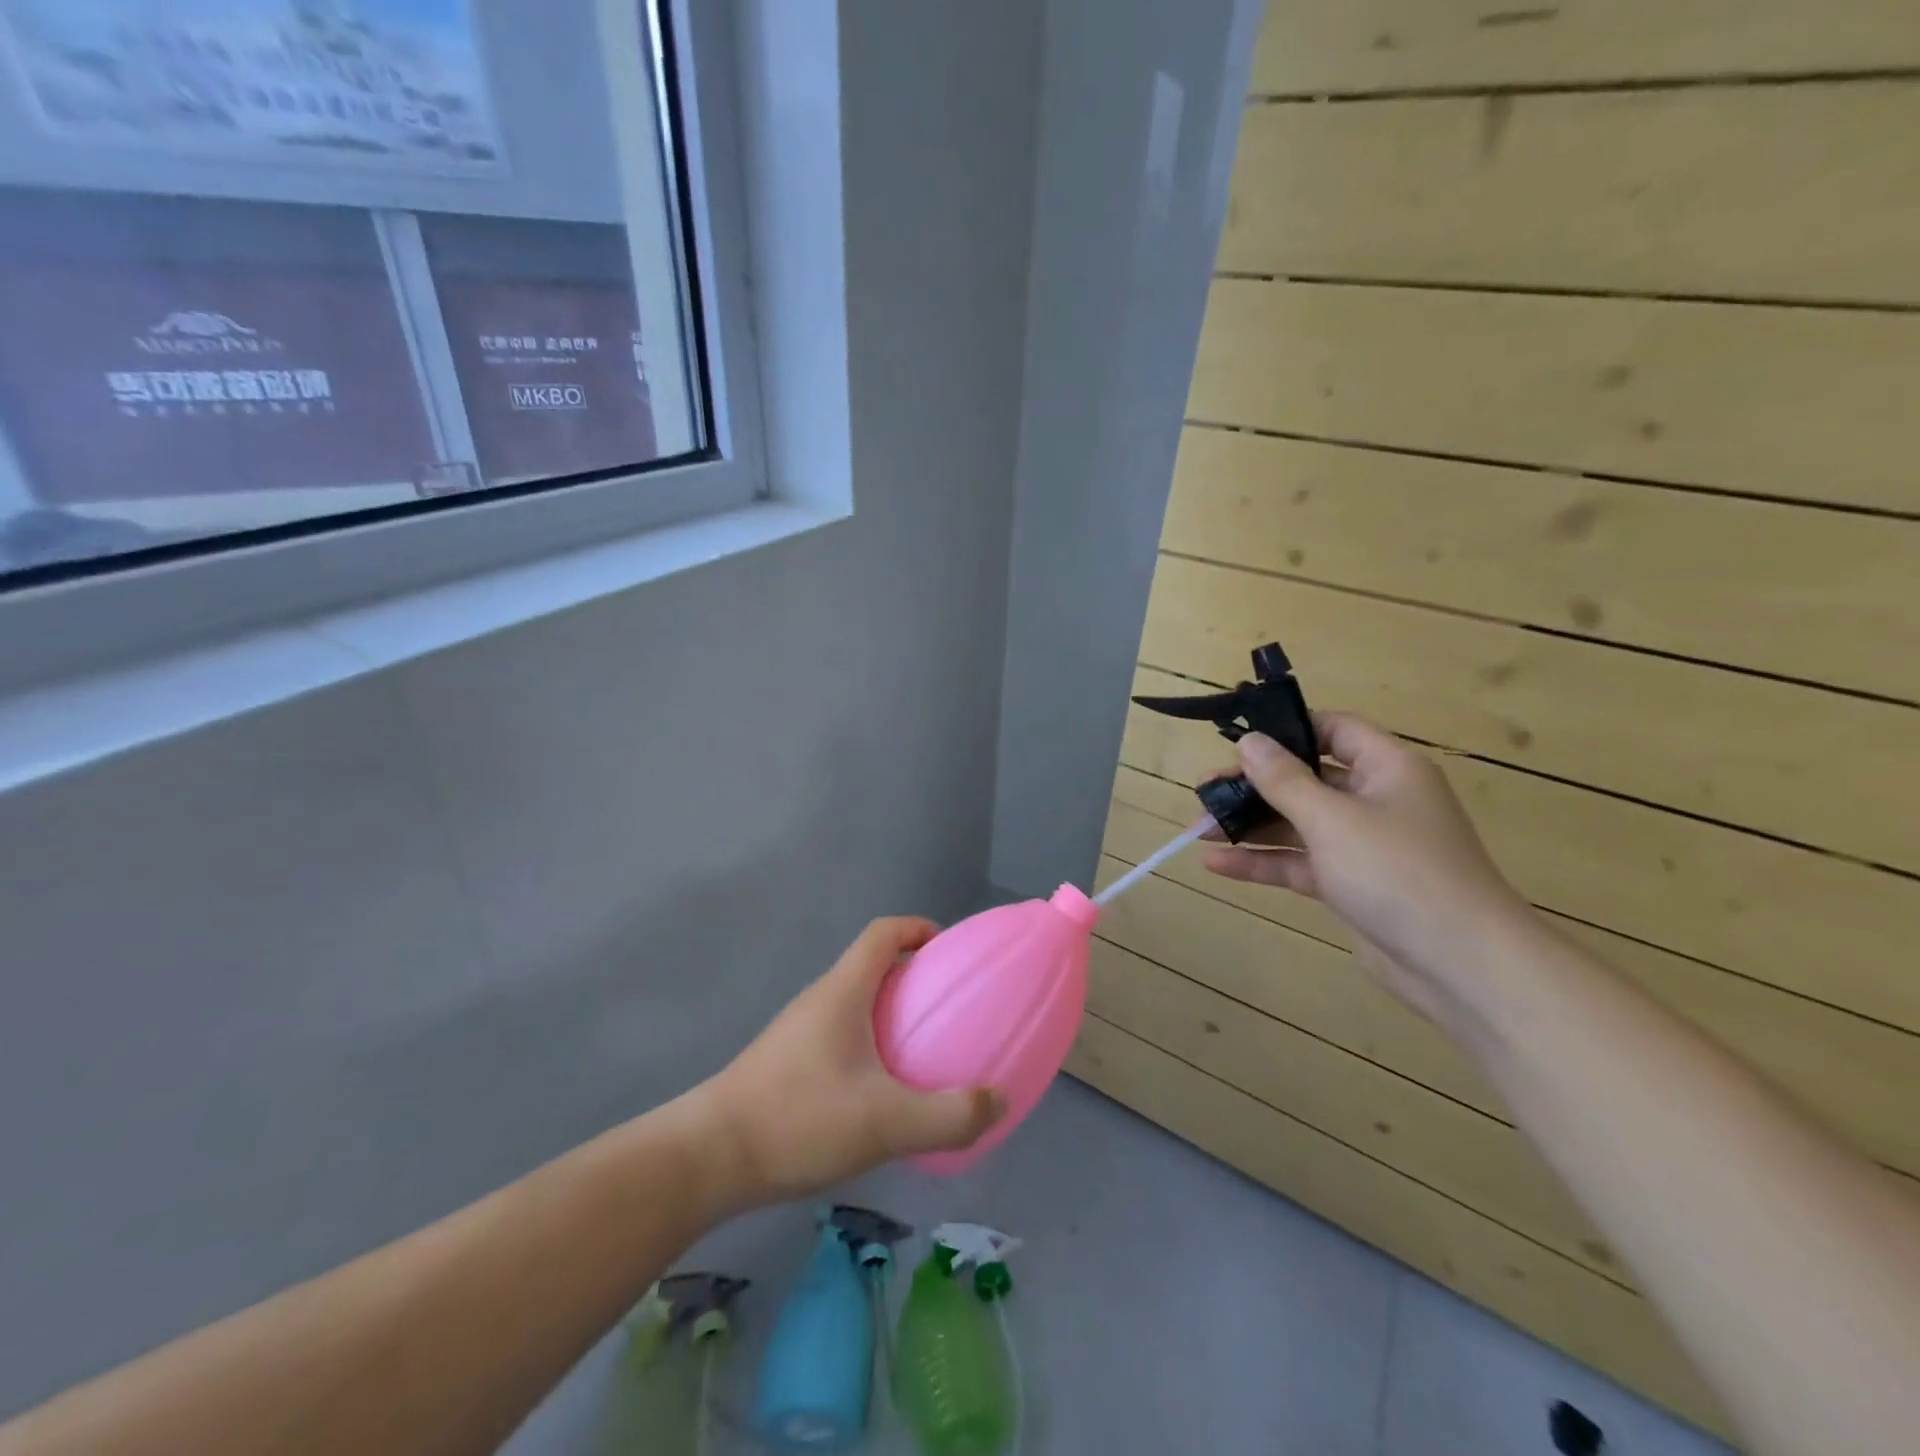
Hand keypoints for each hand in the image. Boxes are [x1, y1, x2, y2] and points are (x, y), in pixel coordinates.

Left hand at [695, 918, 1005, 1207]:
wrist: (708, 1158)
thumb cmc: (799, 1119)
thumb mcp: (885, 1122)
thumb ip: (948, 1115)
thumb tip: (998, 1099)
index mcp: (843, 991)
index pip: (883, 932)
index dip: (919, 929)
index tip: (950, 952)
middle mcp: (820, 1000)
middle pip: (872, 966)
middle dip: (914, 978)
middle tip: (949, 1010)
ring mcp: (799, 1031)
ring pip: (855, 1004)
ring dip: (891, 1015)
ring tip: (924, 1052)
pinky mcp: (787, 1062)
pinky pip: (840, 1035)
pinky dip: (870, 1045)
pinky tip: (881, 1093)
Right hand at [1200, 715, 1532, 1025]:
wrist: (1461, 965)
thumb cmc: (1398, 872)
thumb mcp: (1332, 819)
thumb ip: (1285, 780)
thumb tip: (1249, 741)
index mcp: (1387, 768)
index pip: (1333, 729)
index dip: (1287, 729)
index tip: (1238, 741)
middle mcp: (1375, 799)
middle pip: (1306, 778)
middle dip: (1253, 785)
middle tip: (1204, 791)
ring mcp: (1362, 845)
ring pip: (1297, 823)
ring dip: (1250, 825)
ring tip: (1197, 827)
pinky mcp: (1350, 884)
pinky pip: (1299, 862)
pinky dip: (1262, 861)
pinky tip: (1216, 863)